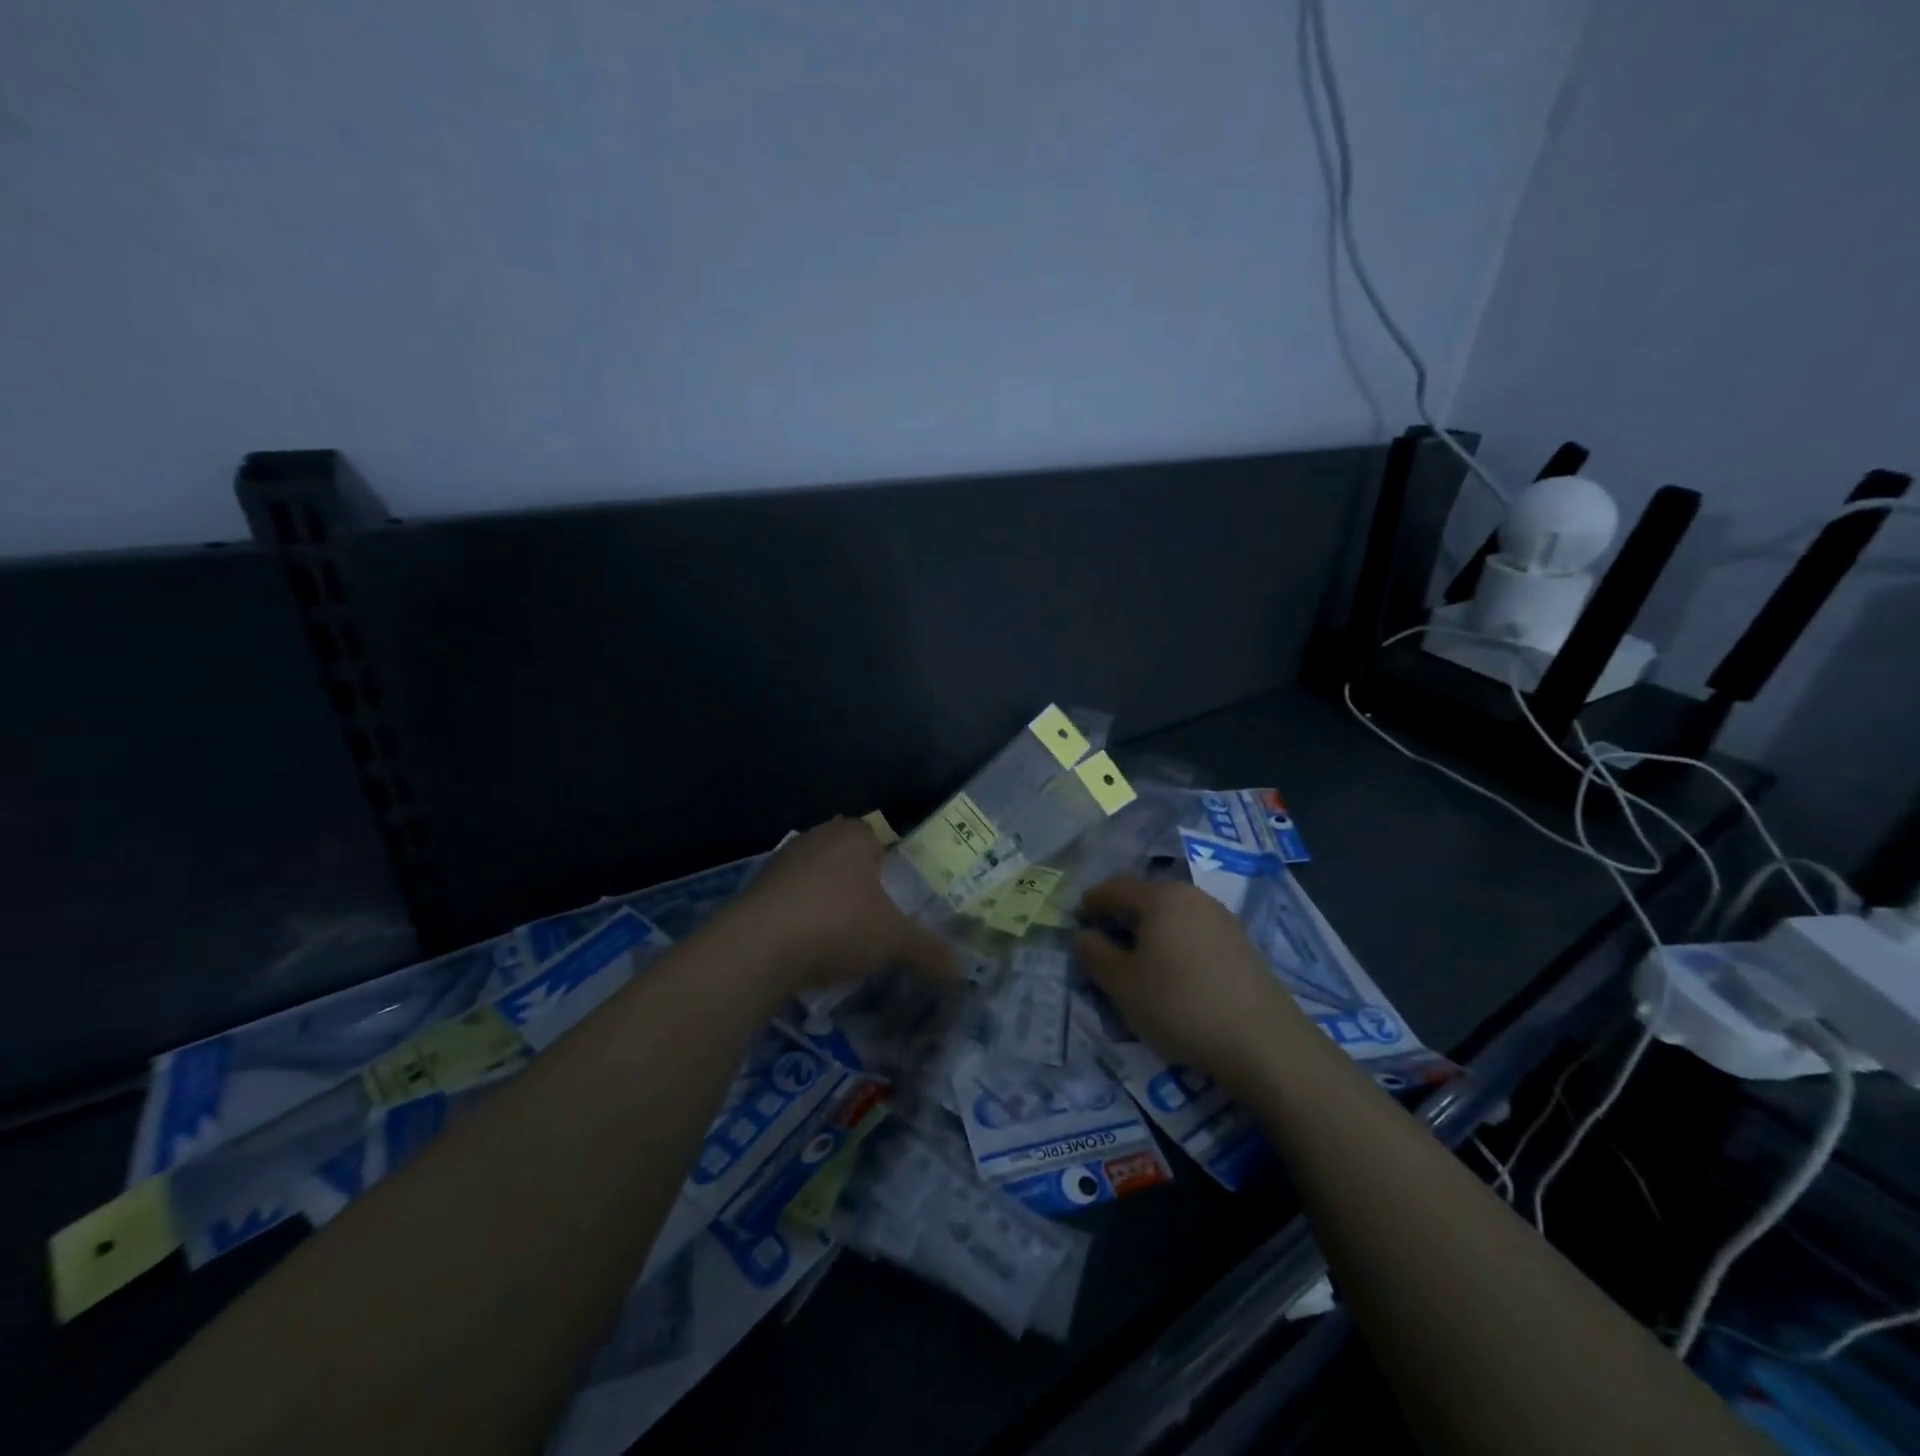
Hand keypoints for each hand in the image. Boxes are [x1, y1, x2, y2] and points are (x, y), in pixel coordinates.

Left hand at [724, 817, 954, 997]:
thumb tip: (961, 970)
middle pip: (850, 859)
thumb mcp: (894, 940)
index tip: (903, 900)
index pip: (882, 839)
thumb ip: (929, 950)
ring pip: (819, 879)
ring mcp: (783, 861)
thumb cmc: (838, 924)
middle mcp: (818, 837)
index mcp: (855, 834)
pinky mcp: (757, 889)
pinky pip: (792, 900)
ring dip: (831, 903)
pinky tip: (810, 948)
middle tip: (880, 920)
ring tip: (846, 939)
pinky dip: (803, 919)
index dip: (895, 868)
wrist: (758, 947)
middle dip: (863, 886)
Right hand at [1074, 877, 1307, 1090]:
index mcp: (1161, 896)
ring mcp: (1221, 918)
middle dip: (1119, 916)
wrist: (1263, 1042)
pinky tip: (1172, 973)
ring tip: (1136, 961)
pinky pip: (1193, 932)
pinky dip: (1174, 943)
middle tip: (1102, 944)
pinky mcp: (1240, 943)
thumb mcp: (1122, 984)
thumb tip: (1084, 934)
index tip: (1075, 922)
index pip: (1114, 888)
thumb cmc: (1180, 1005)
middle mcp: (1192, 896)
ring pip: (1171, 915)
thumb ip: (1094, 954)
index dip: (1090, 903)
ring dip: (1148, 931)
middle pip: (1145, 897)